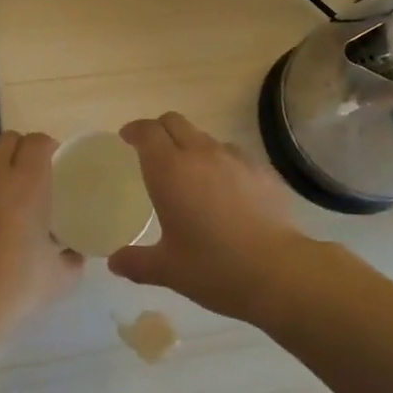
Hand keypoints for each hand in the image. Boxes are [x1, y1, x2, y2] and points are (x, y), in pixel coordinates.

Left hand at [0, 131, 83, 346]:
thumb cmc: (8, 290)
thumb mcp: (57, 281)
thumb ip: (73, 261)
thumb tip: (75, 253)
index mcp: (27, 183)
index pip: (38, 142)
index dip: (49, 148)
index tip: (57, 167)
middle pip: (10, 140)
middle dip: (23, 151)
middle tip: (33, 179)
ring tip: (5, 195)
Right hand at [108, 113, 310, 322]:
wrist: (277, 271)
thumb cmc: (213, 268)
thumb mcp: (168, 270)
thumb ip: (137, 262)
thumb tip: (115, 262)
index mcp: (170, 171)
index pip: (148, 132)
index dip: (135, 130)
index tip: (127, 138)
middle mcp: (200, 154)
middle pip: (174, 122)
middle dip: (160, 130)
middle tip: (153, 152)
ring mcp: (234, 158)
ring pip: (205, 137)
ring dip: (191, 146)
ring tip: (191, 175)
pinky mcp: (261, 169)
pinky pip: (233, 154)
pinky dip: (221, 163)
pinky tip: (225, 190)